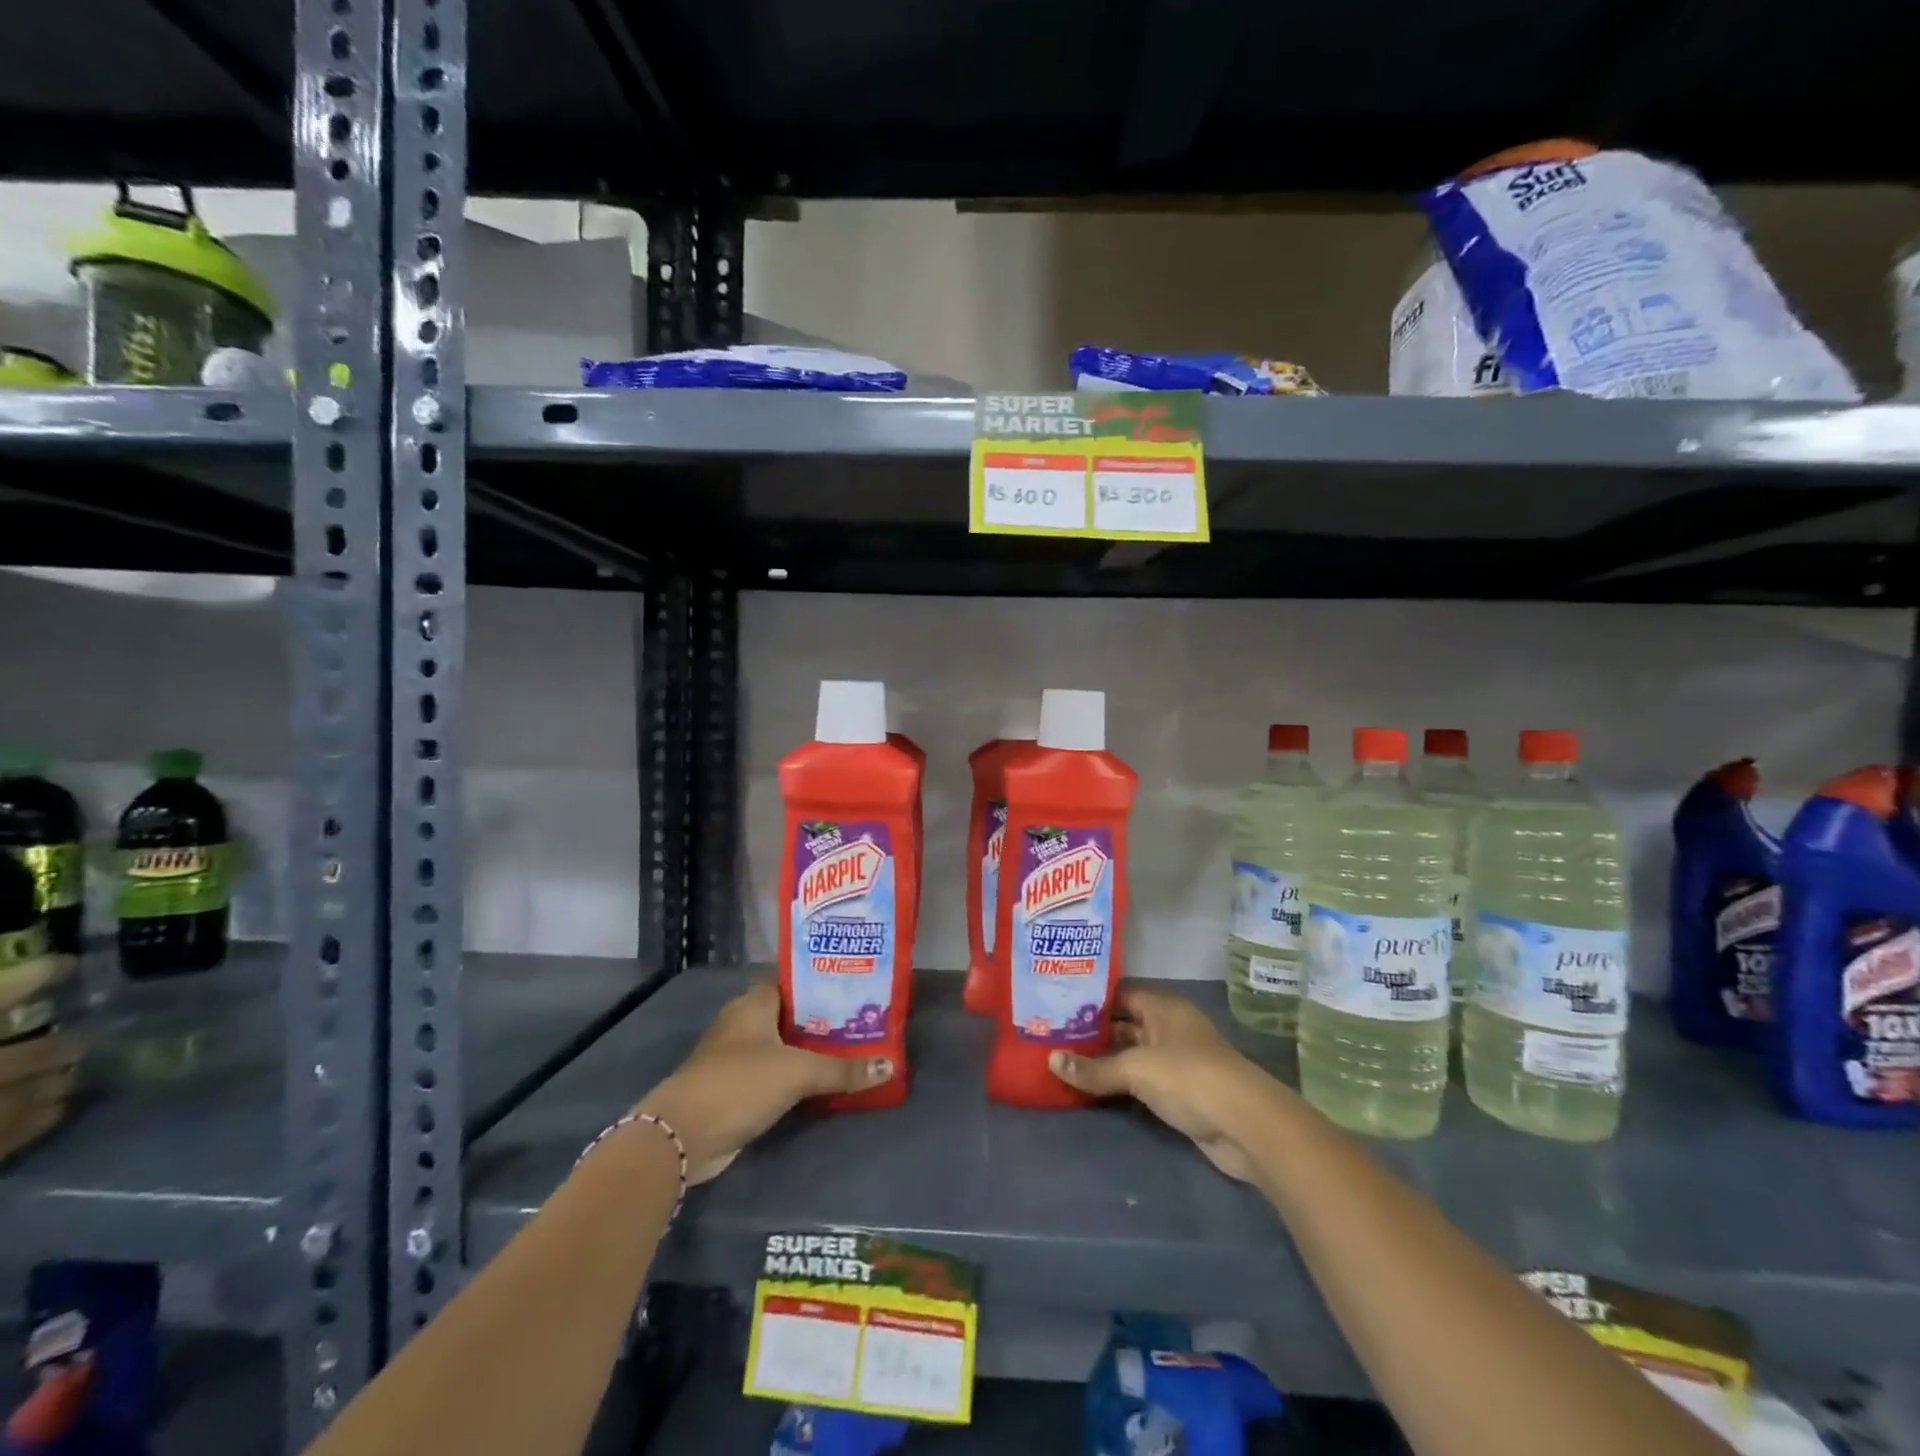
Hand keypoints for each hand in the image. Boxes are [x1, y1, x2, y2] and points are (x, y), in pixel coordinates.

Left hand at [634, 981, 893, 1183]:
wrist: (682, 1136)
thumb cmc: (740, 1083)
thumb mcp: (798, 1072)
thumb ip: (843, 1069)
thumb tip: (890, 1066)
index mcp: (754, 1002)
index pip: (794, 980)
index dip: (823, 983)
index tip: (857, 988)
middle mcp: (744, 1022)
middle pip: (792, 1014)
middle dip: (824, 1019)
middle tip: (864, 1021)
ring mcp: (737, 1056)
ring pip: (784, 1045)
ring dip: (811, 1050)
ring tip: (854, 1049)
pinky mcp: (736, 1087)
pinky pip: (776, 1072)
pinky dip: (797, 1075)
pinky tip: (825, 1081)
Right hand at [1047, 986, 1271, 1181]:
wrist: (1246, 1126)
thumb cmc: (1189, 1078)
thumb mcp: (1136, 1069)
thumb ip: (1093, 1068)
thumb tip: (1051, 1060)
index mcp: (1162, 1006)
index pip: (1118, 993)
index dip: (1089, 999)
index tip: (1055, 1005)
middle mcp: (1169, 1026)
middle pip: (1124, 1024)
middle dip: (1091, 1032)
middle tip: (1050, 1036)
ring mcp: (1176, 1060)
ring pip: (1131, 1054)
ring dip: (1104, 1061)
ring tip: (1062, 1061)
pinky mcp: (1180, 1091)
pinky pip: (1141, 1080)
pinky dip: (1119, 1084)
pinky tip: (1091, 1088)